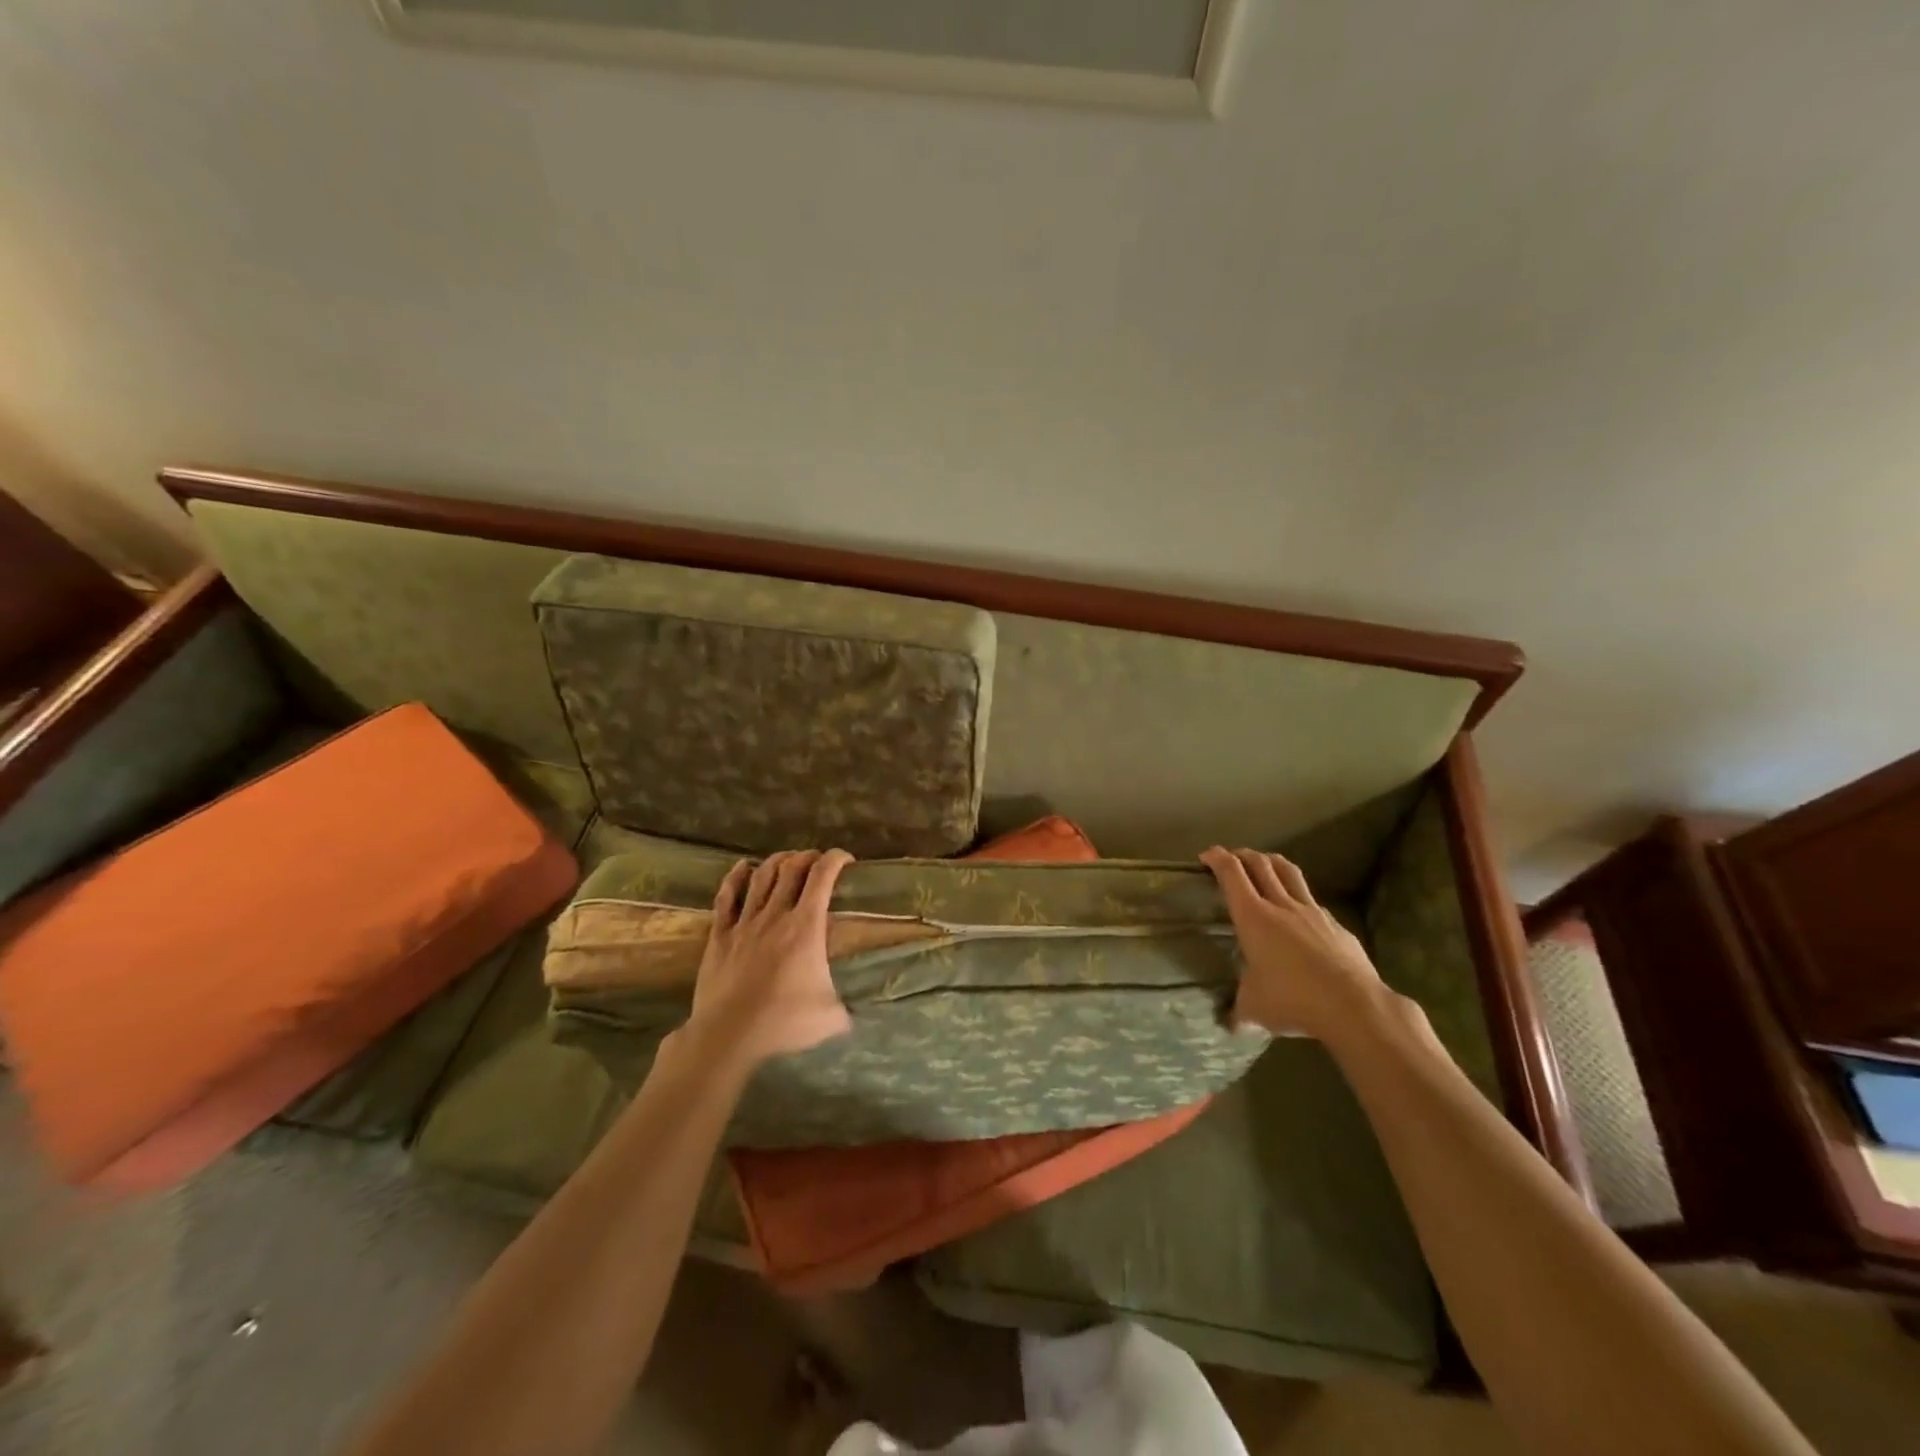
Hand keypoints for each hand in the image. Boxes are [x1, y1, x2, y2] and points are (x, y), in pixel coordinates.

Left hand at [684, 849, 854, 1068]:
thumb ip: (848, 1007)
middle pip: (792, 869)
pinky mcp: (720, 936)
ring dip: (777, 861)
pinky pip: (726, 897)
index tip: (846, 860)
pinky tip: (742, 867)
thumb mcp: (831, 1017)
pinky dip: (735, 877)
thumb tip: (860, 1012)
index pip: (823, 877)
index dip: (836, 859)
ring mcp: (744, 923)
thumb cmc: (784, 1024)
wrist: (728, 1037)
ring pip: (761, 877)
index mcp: (806, 927)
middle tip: (818, 861)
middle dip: (808, 857)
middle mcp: (775, 915)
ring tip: (787, 859)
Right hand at [1201, 846, 1388, 1040]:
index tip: (1206, 855)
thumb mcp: (1255, 1009)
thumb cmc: (1293, 1000)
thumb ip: (1240, 1010)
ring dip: (1271, 862)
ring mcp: (1312, 912)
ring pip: (1289, 872)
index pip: (1232, 874)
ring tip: (1264, 864)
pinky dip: (1299, 897)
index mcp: (1253, 917)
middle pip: (1259, 864)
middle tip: (1230, 857)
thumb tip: (1231, 1024)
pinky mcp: (1336, 925)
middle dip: (1241, 854)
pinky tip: (1299, 914)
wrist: (1354, 1006)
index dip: (1217, 858)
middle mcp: (1281, 905)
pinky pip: (1312, 901)